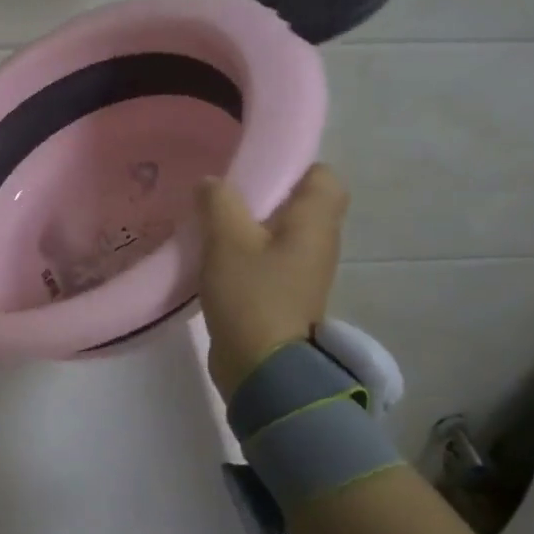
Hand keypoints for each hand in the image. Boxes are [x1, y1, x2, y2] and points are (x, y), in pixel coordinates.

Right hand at [196, 164, 347, 396]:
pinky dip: (244, 250)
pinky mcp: (284, 293)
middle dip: (261, 193)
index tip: (254, 166)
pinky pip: (267, 257)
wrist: (263, 368)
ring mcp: (302, 271)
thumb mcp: (227, 238)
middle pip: (297, 203)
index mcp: (315, 222)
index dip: (293, 165)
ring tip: (210, 217)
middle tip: (223, 190)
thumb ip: (217, 200)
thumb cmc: (252, 294)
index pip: (323, 176)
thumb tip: (212, 183)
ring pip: (278, 231)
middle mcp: (318, 242)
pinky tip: (212, 252)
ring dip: (248, 223)